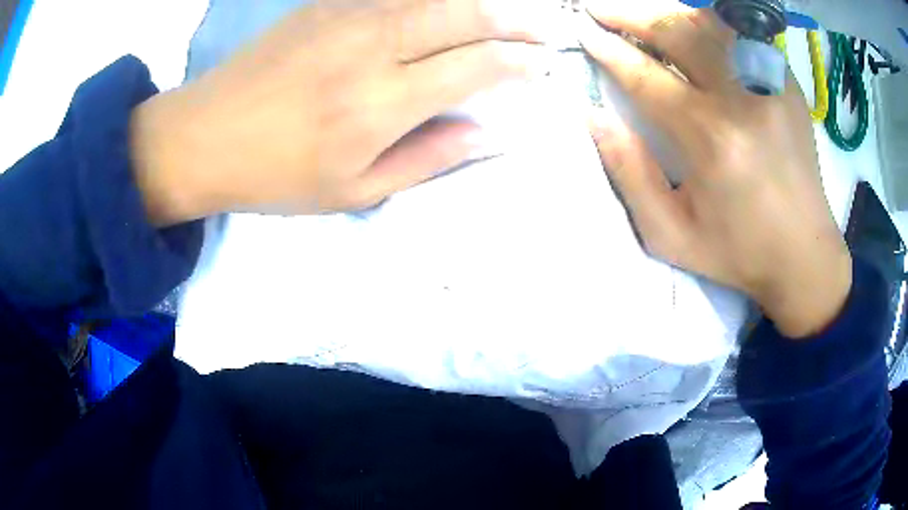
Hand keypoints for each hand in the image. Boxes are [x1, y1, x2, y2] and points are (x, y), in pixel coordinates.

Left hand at [130, 0, 553, 222]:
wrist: (205, 136)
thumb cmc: (276, 174)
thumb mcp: (354, 190)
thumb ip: (428, 158)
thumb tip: (489, 135)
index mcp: (382, 103)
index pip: (476, 66)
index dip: (518, 63)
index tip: (542, 67)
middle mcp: (373, 46)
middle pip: (465, 15)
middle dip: (516, 20)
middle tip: (543, 30)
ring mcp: (347, 16)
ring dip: (479, 2)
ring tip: (506, 13)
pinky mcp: (325, 4)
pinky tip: (445, 7)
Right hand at [581, 0, 851, 337]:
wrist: (804, 254)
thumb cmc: (738, 252)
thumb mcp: (671, 235)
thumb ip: (630, 175)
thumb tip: (594, 118)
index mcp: (711, 139)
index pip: (646, 75)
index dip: (609, 50)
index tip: (583, 33)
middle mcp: (742, 98)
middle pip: (676, 31)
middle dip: (629, 13)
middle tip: (597, 7)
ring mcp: (770, 83)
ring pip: (707, 21)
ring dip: (665, 11)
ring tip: (636, 11)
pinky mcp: (787, 83)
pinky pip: (739, 34)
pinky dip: (705, 22)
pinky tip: (687, 25)